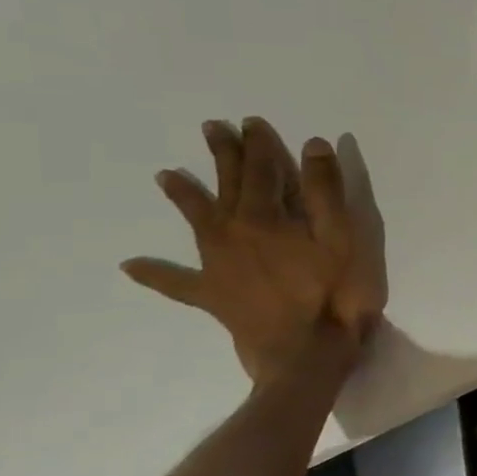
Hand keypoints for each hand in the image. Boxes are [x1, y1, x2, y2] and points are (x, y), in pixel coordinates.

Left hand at [122, 118, 387, 382]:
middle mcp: (233, 233)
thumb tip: (310, 145)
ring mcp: (218, 266)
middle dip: (224, 157)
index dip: (259, 145)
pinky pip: (179, 283)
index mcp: (265, 217)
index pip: (262, 170)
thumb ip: (326, 191)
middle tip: (212, 129)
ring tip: (167, 176)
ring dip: (185, 198)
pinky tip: (134, 266)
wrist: (307, 353)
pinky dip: (157, 274)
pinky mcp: (215, 297)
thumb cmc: (335, 293)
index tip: (251, 122)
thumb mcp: (343, 236)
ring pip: (199, 222)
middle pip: (228, 187)